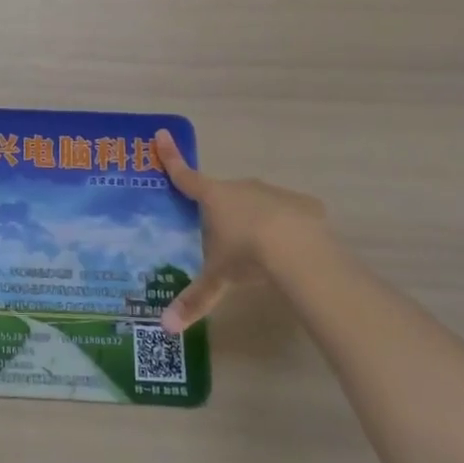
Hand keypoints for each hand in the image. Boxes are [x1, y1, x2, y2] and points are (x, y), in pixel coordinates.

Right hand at [152, 128, 331, 333]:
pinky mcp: (302, 203)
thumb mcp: (218, 278)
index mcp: (213, 197)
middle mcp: (240, 187)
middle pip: (224, 194)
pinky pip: (288, 212)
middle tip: (223, 234)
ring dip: (255, 218)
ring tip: (260, 248)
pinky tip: (291, 249)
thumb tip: (165, 328)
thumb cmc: (246, 254)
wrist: (299, 249)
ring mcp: (272, 192)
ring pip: (257, 202)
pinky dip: (286, 226)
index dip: (171, 157)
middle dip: (222, 209)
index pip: (184, 175)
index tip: (161, 135)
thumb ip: (194, 299)